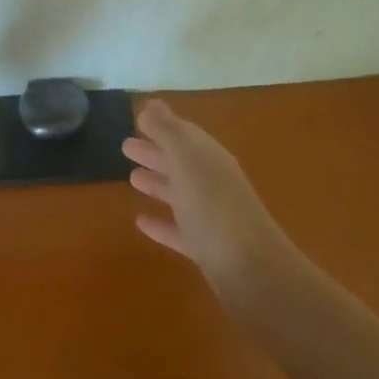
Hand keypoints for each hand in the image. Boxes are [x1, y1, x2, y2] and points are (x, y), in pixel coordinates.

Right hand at [124, 99, 291, 298]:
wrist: (254, 274)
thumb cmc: (214, 208)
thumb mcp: (186, 161)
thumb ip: (167, 131)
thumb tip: (152, 104)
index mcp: (209, 158)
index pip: (183, 134)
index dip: (161, 126)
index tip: (137, 120)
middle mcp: (213, 183)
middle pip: (180, 161)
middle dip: (155, 152)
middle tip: (125, 147)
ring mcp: (212, 217)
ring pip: (180, 193)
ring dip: (157, 183)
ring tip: (131, 179)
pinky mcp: (208, 250)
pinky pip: (179, 229)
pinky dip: (161, 223)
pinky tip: (141, 222)